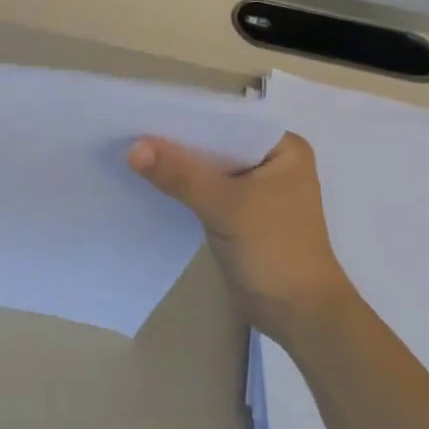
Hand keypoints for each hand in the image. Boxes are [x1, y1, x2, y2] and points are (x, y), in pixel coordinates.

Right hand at [128, 132, 356, 347]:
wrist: (297, 315)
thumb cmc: (275, 250)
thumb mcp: (226, 206)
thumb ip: (180, 175)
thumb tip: (133, 147)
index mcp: (284, 149)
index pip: (229, 122)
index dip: (189, 117)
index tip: (147, 113)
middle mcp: (271, 163)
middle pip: (216, 145)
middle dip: (178, 142)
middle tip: (131, 132)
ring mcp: (255, 191)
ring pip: (208, 169)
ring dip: (178, 167)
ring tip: (132, 153)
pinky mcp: (239, 216)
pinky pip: (205, 193)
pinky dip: (182, 190)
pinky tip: (150, 183)